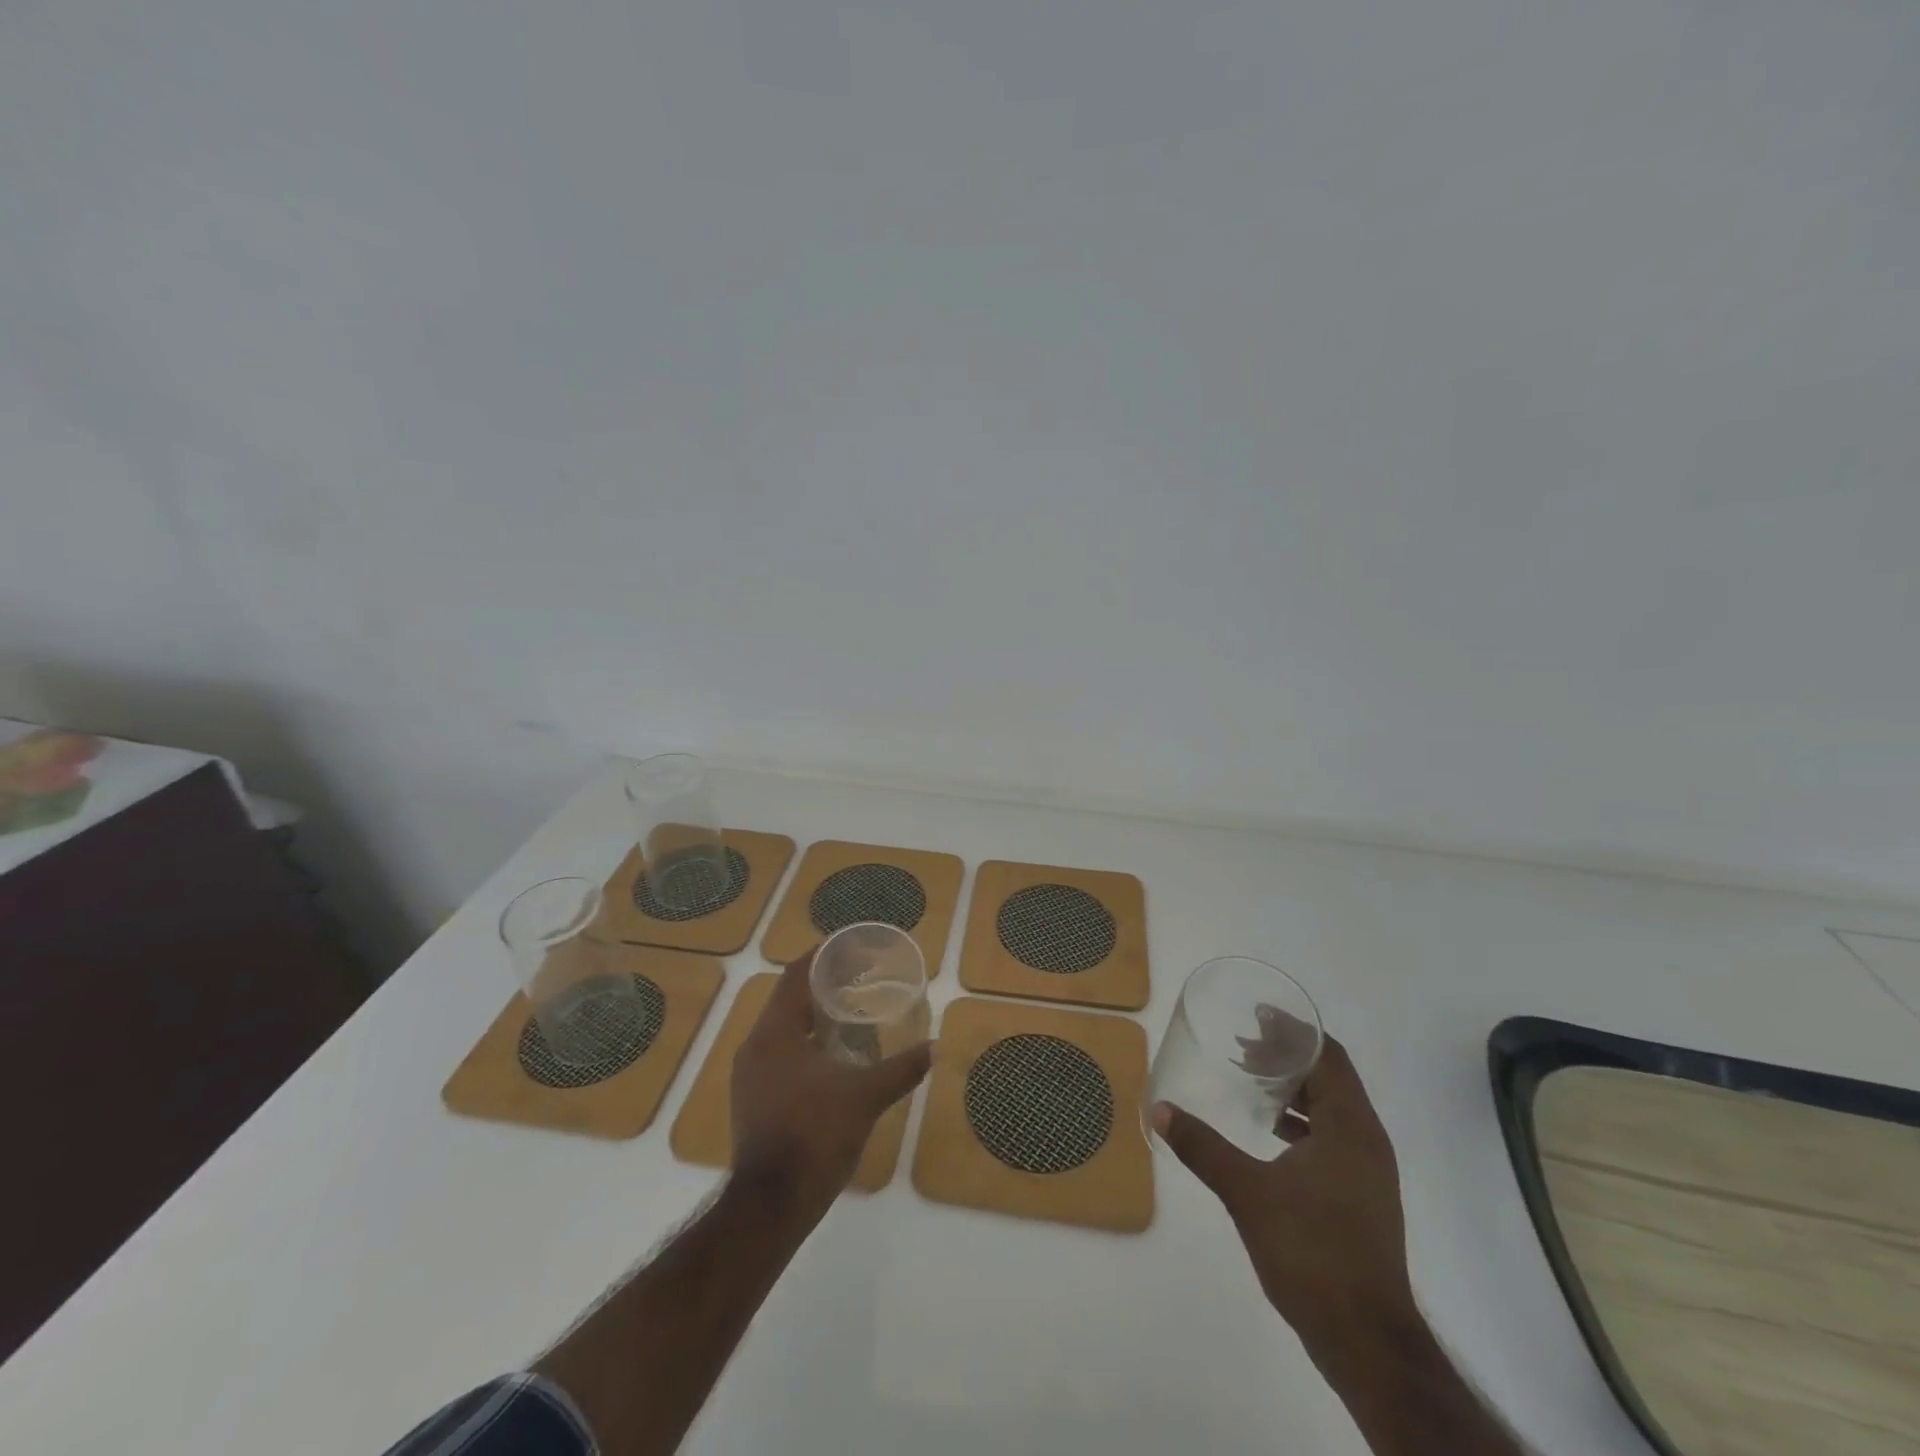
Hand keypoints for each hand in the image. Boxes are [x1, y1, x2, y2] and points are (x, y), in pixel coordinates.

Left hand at [731, 950, 931, 1213]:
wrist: (771, 1206)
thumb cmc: (815, 1136)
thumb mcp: (865, 1097)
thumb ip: (902, 1068)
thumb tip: (934, 1047)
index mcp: (775, 1033)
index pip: (795, 975)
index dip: (822, 956)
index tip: (850, 948)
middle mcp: (755, 1047)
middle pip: (788, 1000)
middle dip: (822, 987)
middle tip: (859, 981)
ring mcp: (749, 1076)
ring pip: (783, 1031)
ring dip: (813, 1018)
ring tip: (850, 1016)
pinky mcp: (752, 1101)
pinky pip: (780, 1056)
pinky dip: (805, 1047)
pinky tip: (833, 1060)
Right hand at [1153, 1033, 1413, 1340]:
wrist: (1366, 1340)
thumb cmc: (1311, 1252)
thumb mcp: (1247, 1193)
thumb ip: (1203, 1148)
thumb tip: (1160, 1110)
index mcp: (1350, 1127)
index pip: (1328, 1055)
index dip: (1294, 1030)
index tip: (1257, 1014)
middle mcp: (1367, 1141)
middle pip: (1331, 1077)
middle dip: (1288, 1056)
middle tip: (1243, 1046)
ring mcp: (1368, 1172)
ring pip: (1333, 1109)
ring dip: (1295, 1089)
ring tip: (1252, 1082)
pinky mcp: (1362, 1197)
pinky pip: (1334, 1137)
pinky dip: (1303, 1121)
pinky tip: (1271, 1134)